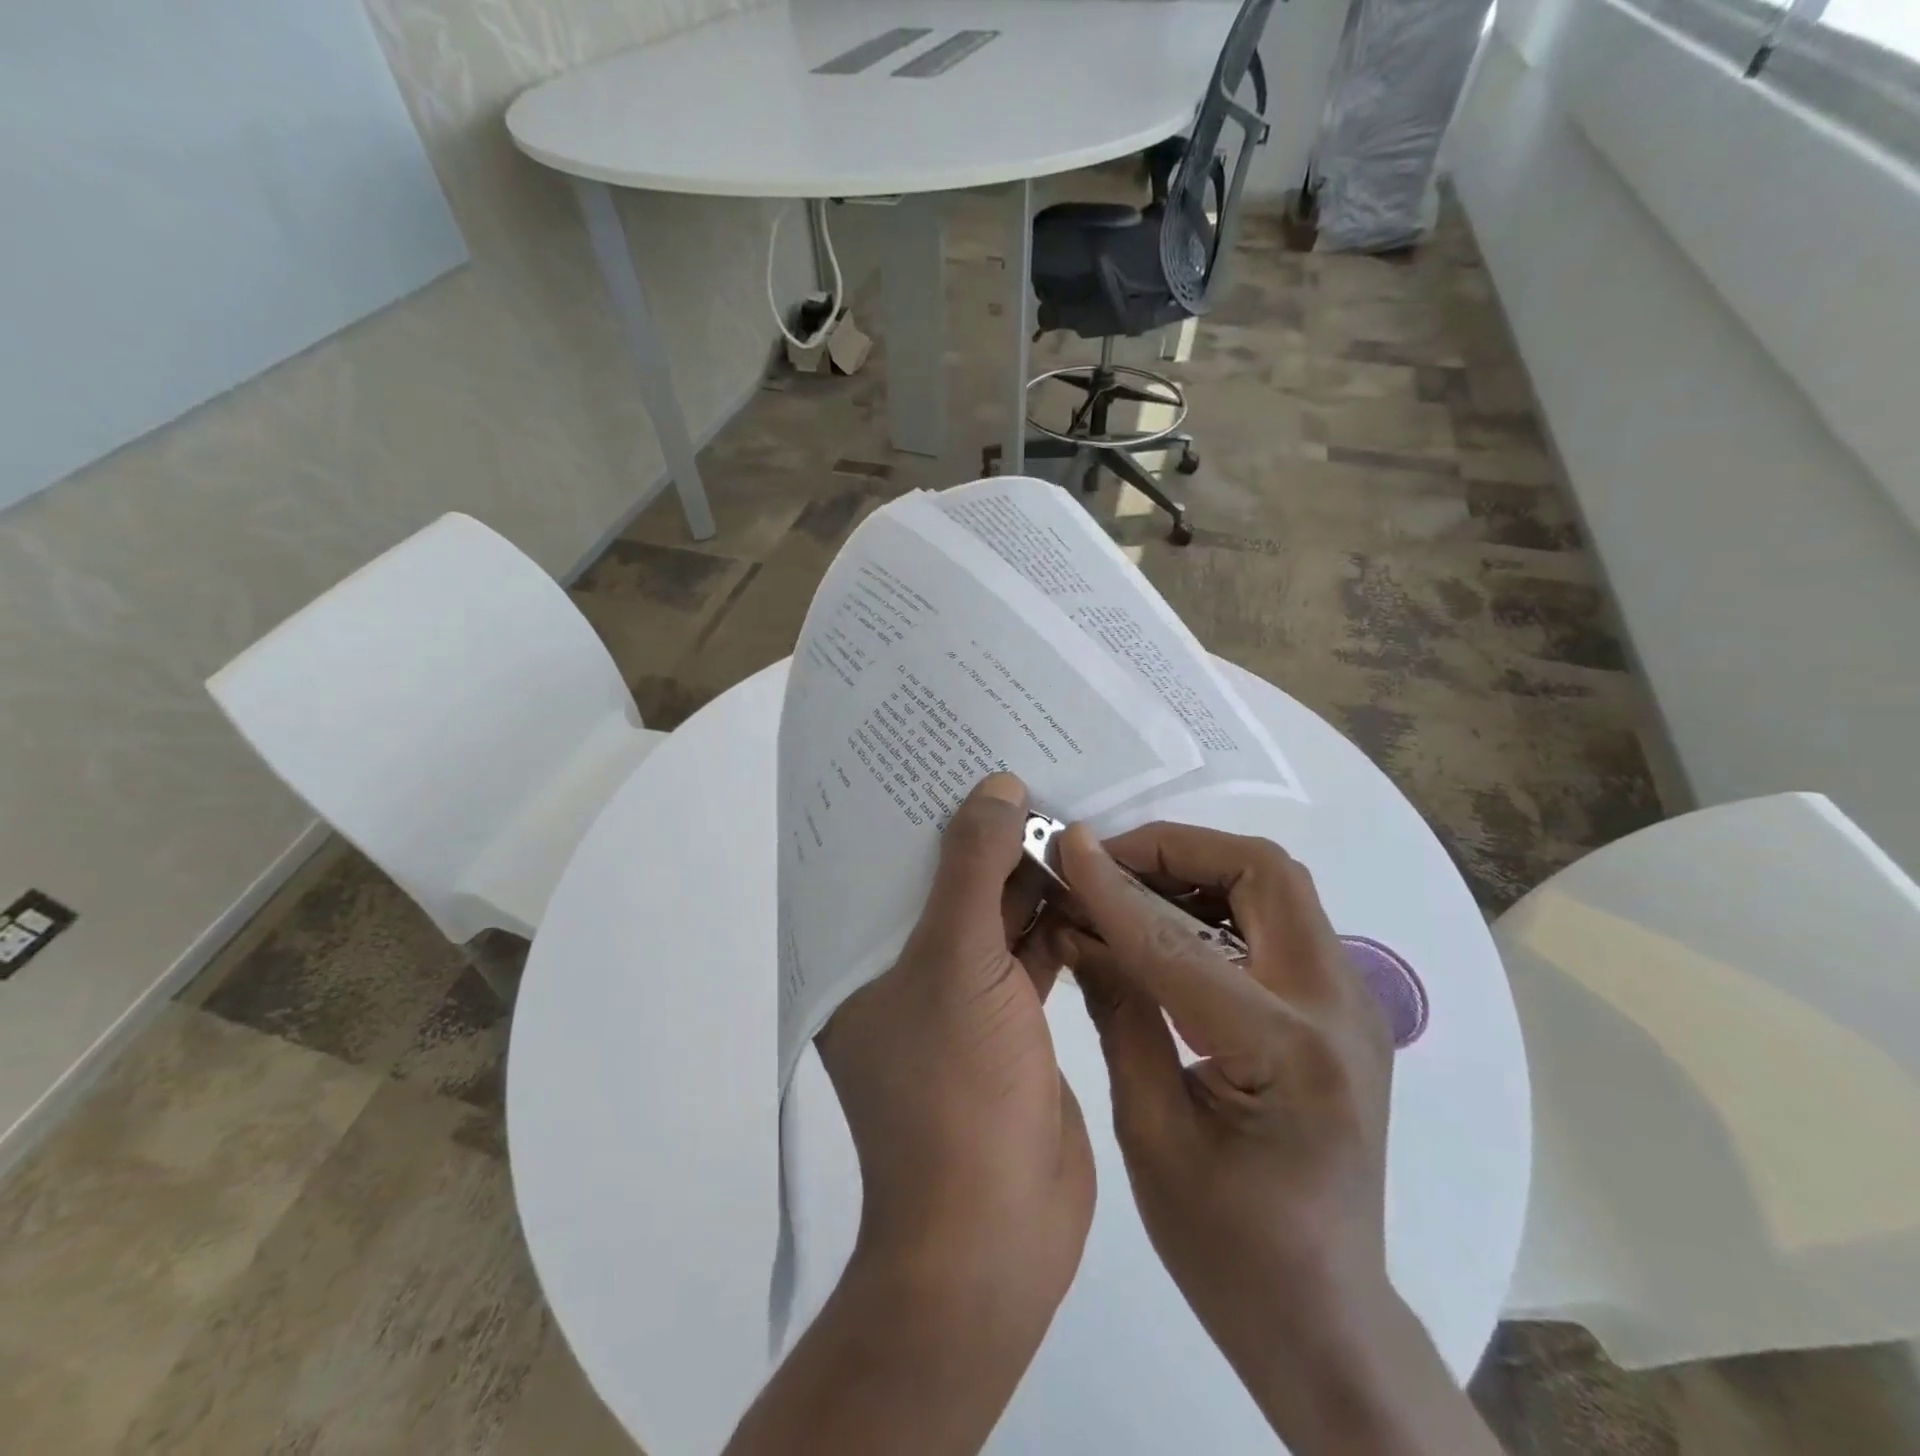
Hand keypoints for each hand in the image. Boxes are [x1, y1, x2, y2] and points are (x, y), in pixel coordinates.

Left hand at [817, 771, 1093, 1327]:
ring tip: (1066, 808)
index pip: (882, 860)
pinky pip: (1029, 948)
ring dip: (1028, 872)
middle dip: (986, 832)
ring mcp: (959, 995)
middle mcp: (901, 967)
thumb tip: (997, 786)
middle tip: (1028, 766)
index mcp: (859, 954)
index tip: (954, 750)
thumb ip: (972, 867)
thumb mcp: (953, 961)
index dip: (917, 805)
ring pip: (993, 912)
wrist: (995, 1233)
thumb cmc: (951, 1089)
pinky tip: (1087, 876)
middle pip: (945, 880)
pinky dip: (1055, 916)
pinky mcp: (1009, 1018)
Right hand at [1058, 822, 1494, 1454]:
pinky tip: (1168, 927)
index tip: (1066, 848)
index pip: (1178, 942)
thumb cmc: (1227, 1249)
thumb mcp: (1150, 1132)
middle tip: (1107, 864)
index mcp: (1287, 1052)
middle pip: (1263, 872)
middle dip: (1176, 849)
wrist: (1324, 1318)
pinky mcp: (1343, 1009)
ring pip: (1276, 884)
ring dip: (1198, 867)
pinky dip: (1219, 899)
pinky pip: (1280, 918)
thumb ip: (1118, 1012)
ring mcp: (1352, 1004)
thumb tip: (1075, 925)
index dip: (1113, 890)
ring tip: (1129, 888)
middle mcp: (1337, 1008)